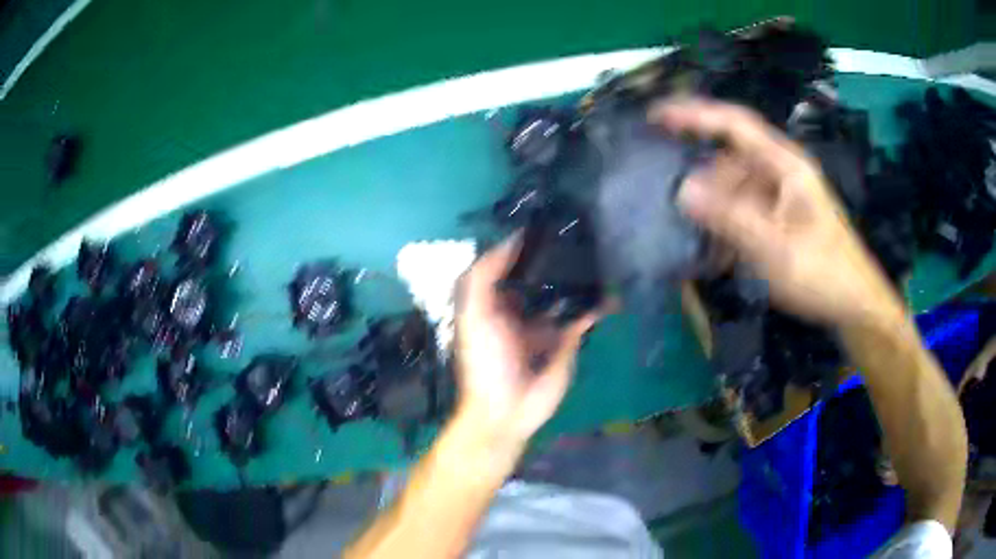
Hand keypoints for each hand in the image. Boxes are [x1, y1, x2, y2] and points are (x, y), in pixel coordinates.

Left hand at [453, 234, 600, 453]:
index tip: (546, 217)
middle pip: (541, 273)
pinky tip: (612, 290)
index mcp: (494, 298)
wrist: (508, 409)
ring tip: (601, 248)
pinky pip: (584, 315)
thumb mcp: (474, 315)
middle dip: (558, 254)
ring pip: (565, 291)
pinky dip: (598, 304)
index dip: (524, 242)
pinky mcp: (567, 339)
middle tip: (582, 228)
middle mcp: (520, 305)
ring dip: (580, 276)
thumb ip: (484, 276)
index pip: (510, 262)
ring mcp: (546, 322)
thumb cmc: (485, 360)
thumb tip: (512, 239)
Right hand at [650, 98, 903, 327]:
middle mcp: (781, 173)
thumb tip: (683, 190)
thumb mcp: (775, 247)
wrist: (855, 304)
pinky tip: (720, 255)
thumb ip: (730, 217)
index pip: (735, 124)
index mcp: (785, 165)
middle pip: (731, 161)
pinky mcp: (780, 218)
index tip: (655, 116)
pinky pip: (745, 213)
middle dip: (704, 183)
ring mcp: (780, 196)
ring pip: (735, 190)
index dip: (694, 114)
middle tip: (678, 210)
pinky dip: (729, 229)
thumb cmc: (823, 273)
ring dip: (716, 213)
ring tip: (701, 244)